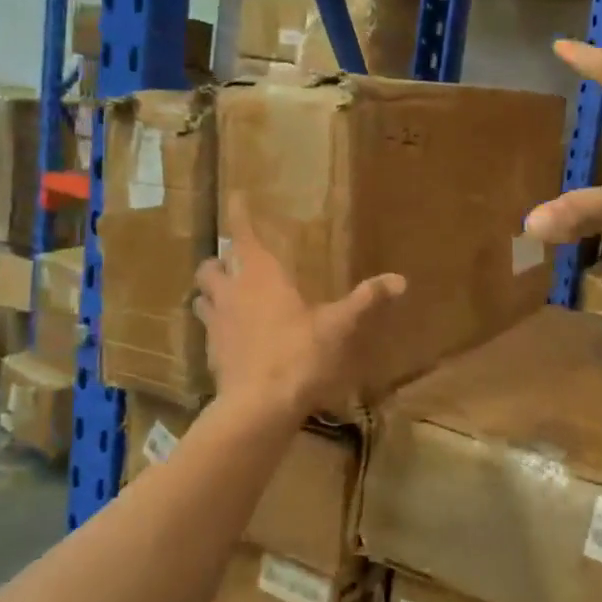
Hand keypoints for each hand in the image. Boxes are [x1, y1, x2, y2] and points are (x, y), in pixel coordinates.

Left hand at [195, 196, 405, 416]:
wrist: (259, 405)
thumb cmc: (299, 354)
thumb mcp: (338, 326)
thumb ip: (365, 300)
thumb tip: (400, 279)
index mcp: (260, 275)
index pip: (243, 234)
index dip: (239, 213)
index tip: (235, 195)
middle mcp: (231, 292)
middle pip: (210, 265)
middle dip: (219, 260)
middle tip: (233, 263)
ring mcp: (216, 323)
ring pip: (201, 296)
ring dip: (210, 292)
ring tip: (226, 296)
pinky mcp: (211, 352)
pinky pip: (206, 330)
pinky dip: (216, 326)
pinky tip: (231, 337)